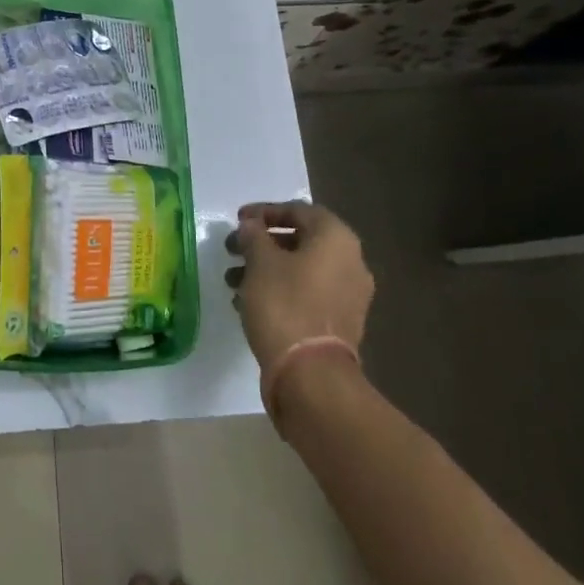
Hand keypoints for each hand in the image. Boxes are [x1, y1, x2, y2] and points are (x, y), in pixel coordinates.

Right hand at [226, 201, 373, 407]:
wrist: (311, 374)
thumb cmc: (284, 304)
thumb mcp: (260, 262)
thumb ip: (254, 236)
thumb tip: (251, 226)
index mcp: (336, 239)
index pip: (299, 210)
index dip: (264, 211)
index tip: (238, 220)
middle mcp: (351, 262)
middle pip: (301, 240)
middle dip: (262, 244)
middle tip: (232, 250)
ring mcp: (349, 295)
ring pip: (301, 270)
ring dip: (266, 269)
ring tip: (232, 281)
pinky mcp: (340, 323)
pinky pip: (307, 294)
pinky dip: (280, 291)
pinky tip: (249, 302)